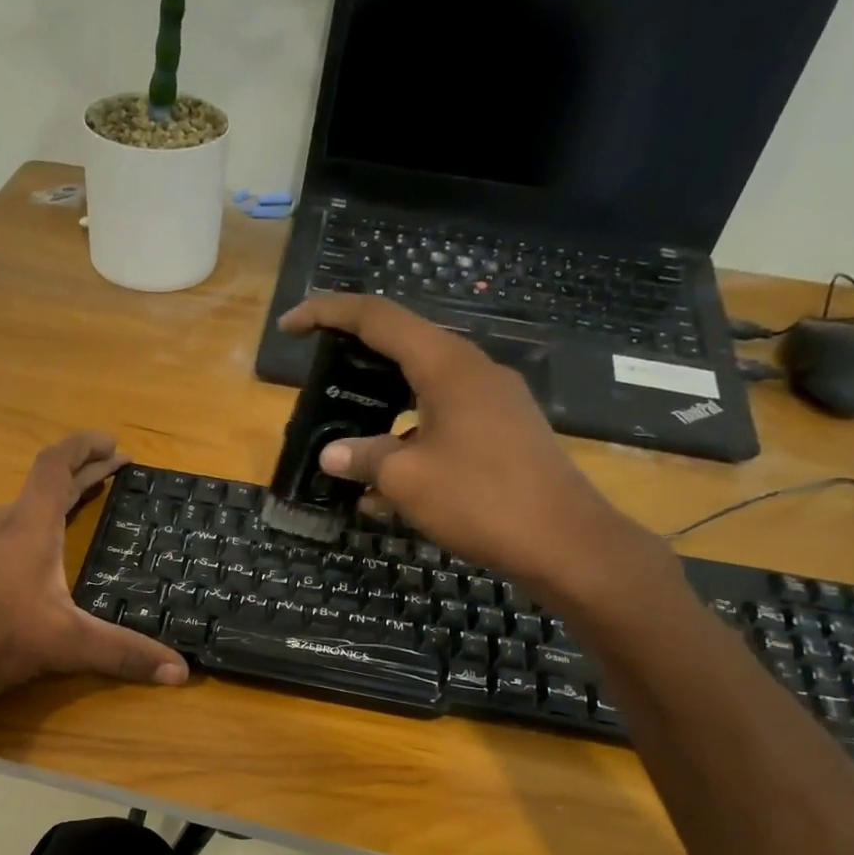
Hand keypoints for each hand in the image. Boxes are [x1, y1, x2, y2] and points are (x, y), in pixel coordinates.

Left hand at [0, 434, 188, 703]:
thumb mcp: (66, 645)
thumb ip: (123, 654)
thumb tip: (180, 671)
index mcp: (29, 527)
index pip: (56, 466)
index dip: (85, 448)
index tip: (113, 444)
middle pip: (43, 486)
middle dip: (82, 475)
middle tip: (112, 472)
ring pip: (16, 510)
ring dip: (48, 503)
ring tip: (70, 511)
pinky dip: (20, 530)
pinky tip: (16, 553)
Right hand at [278, 295, 670, 608]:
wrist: (563, 541)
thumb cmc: (480, 500)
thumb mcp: (407, 479)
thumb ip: (364, 458)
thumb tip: (332, 455)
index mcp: (446, 365)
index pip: (377, 318)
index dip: (327, 313)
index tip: (290, 325)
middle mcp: (472, 371)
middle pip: (402, 347)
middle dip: (355, 359)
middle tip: (318, 377)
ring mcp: (492, 402)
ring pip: (421, 389)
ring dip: (380, 408)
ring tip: (345, 437)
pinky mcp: (502, 432)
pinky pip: (442, 421)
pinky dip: (408, 439)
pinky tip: (385, 484)